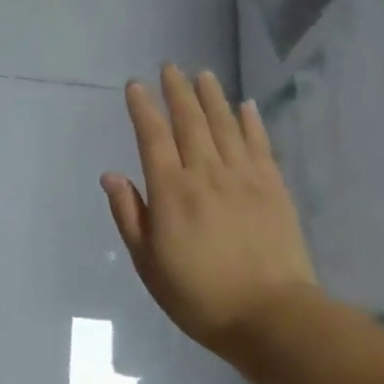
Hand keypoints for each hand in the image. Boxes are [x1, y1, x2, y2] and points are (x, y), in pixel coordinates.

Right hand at [102, 65, 317, 354]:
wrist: (271, 317)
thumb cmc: (200, 295)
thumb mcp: (149, 263)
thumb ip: (129, 215)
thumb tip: (110, 175)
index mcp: (171, 191)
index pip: (153, 136)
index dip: (143, 107)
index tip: (136, 85)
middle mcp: (205, 173)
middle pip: (189, 121)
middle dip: (177, 91)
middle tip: (170, 67)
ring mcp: (243, 177)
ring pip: (224, 125)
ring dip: (211, 96)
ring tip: (203, 74)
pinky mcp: (273, 187)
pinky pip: (259, 144)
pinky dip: (251, 121)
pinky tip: (246, 105)